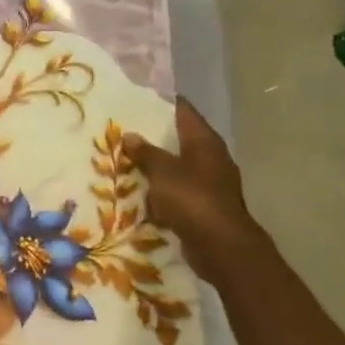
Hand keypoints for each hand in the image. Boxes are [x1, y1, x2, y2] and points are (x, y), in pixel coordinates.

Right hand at [122, 98, 271, 283]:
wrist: (221, 247)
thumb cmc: (192, 199)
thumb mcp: (162, 171)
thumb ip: (145, 152)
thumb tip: (130, 135)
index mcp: (204, 141)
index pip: (183, 110)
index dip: (161, 102)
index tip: (136, 97)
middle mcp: (210, 157)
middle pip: (179, 138)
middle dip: (152, 136)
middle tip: (122, 129)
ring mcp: (209, 183)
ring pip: (176, 166)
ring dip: (155, 165)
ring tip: (124, 160)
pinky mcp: (204, 206)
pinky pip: (177, 191)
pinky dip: (161, 190)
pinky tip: (139, 192)